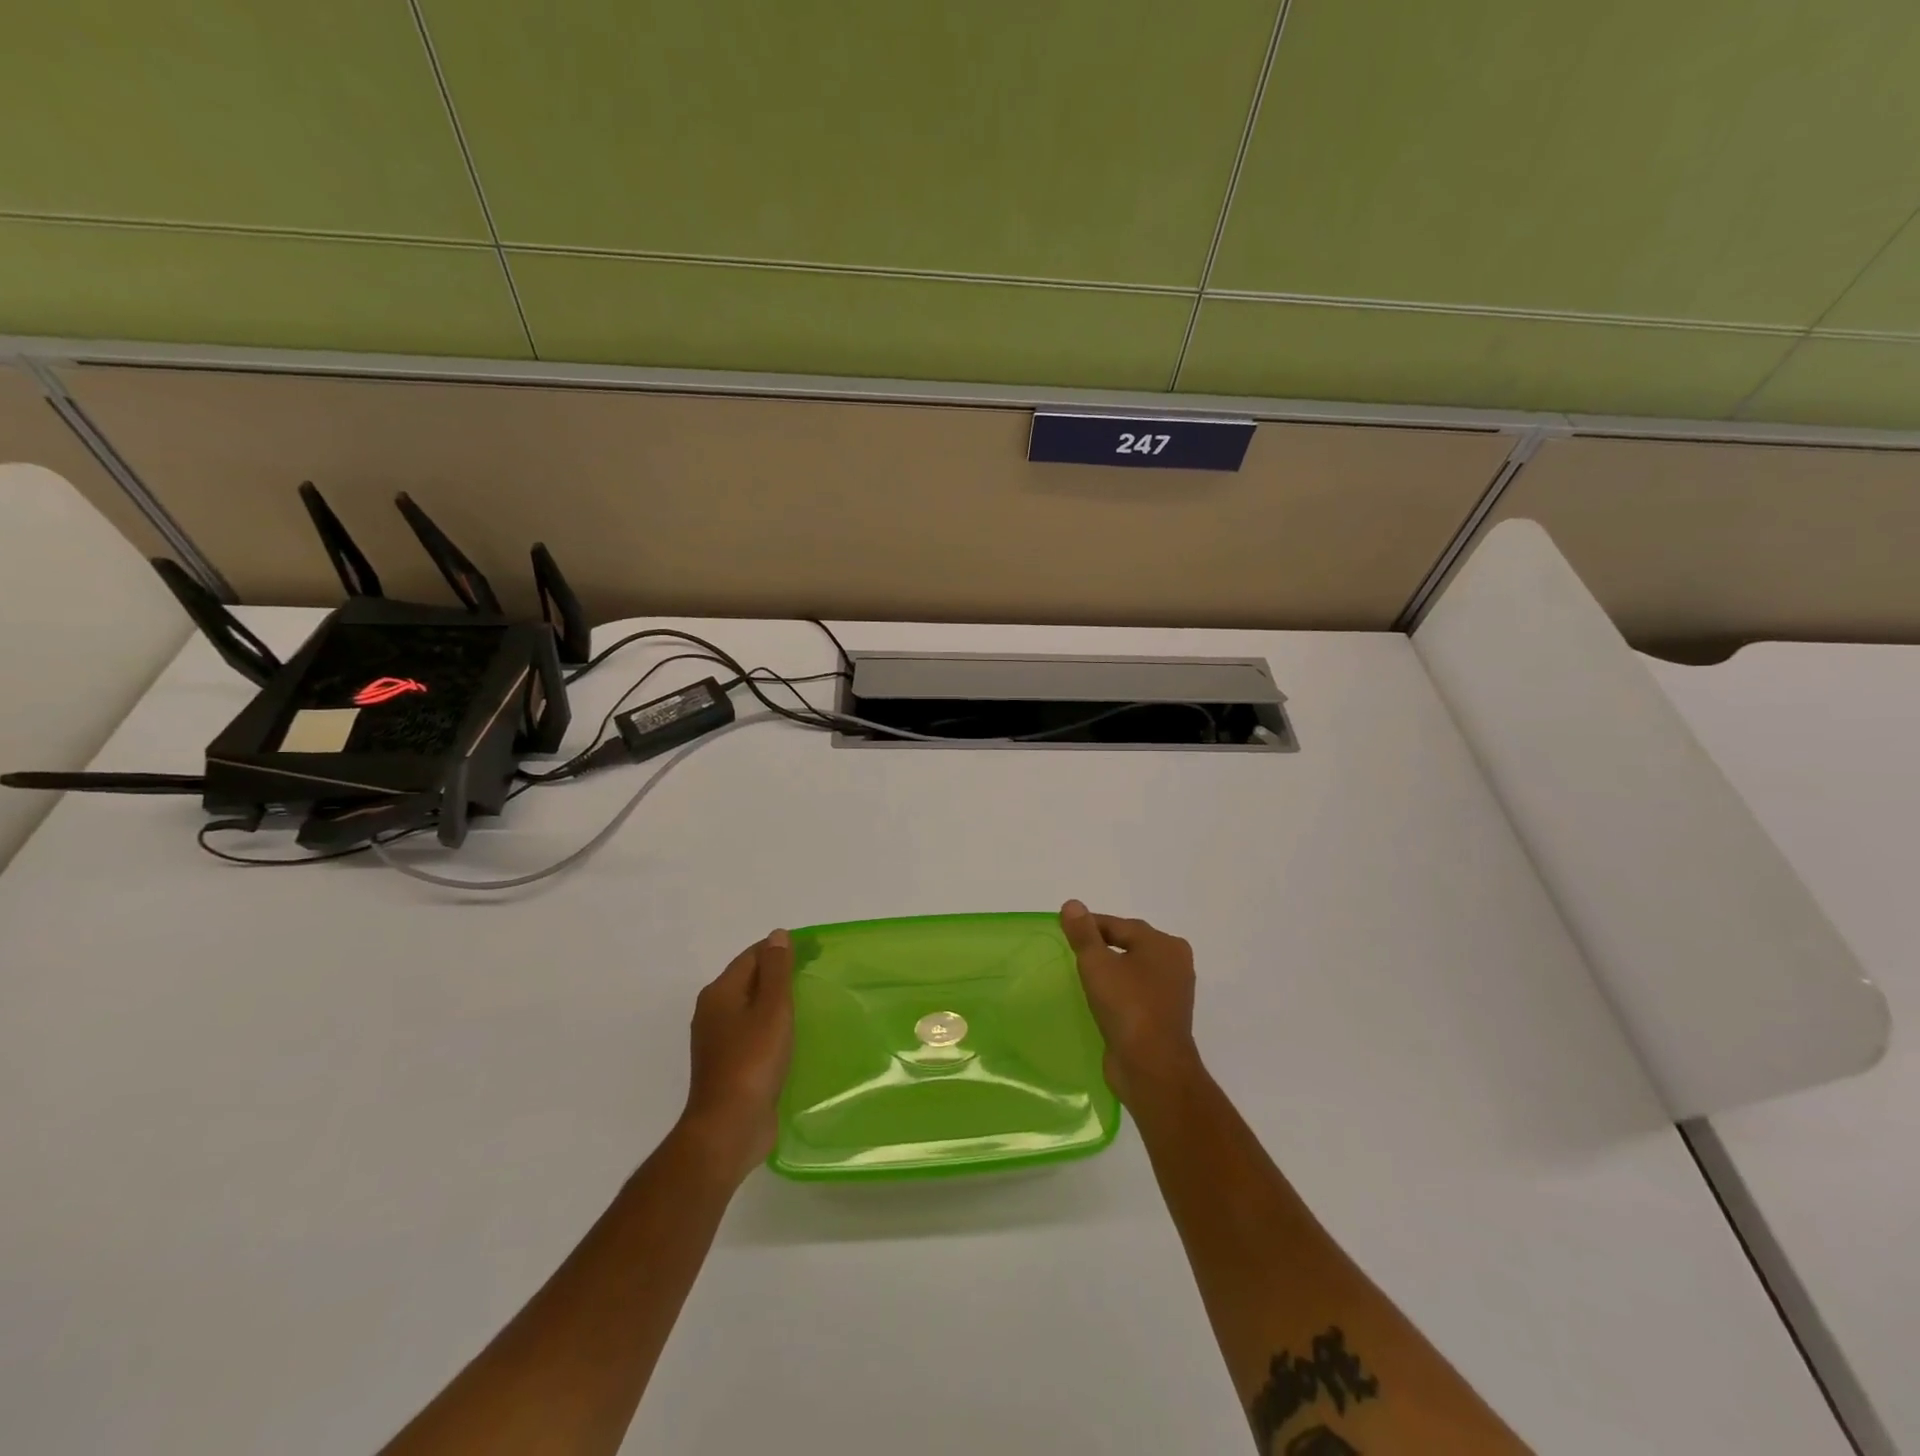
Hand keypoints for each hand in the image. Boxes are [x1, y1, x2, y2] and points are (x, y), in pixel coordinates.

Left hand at [679, 929, 793, 1183]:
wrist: (728, 1128)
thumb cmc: (752, 1061)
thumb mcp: (771, 1009)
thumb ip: (776, 970)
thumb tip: (777, 935)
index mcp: (720, 993)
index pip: (753, 956)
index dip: (782, 950)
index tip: (815, 952)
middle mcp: (713, 1012)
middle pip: (750, 980)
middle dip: (780, 974)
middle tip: (816, 976)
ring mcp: (718, 1041)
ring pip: (752, 1008)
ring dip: (777, 1003)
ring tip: (810, 1004)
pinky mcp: (729, 1066)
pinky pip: (753, 1034)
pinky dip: (772, 1028)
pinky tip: (793, 1037)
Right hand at [1060, 901, 1202, 1105]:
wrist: (1152, 1068)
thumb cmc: (1127, 1007)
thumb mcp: (1097, 964)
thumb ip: (1083, 933)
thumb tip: (1073, 904)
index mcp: (1164, 944)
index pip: (1119, 925)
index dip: (1089, 925)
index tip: (1063, 929)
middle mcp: (1174, 963)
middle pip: (1129, 944)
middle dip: (1101, 945)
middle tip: (1070, 951)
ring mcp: (1172, 992)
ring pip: (1133, 970)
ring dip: (1110, 970)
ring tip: (1081, 975)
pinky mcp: (1164, 1017)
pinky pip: (1136, 993)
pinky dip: (1118, 991)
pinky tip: (1099, 999)